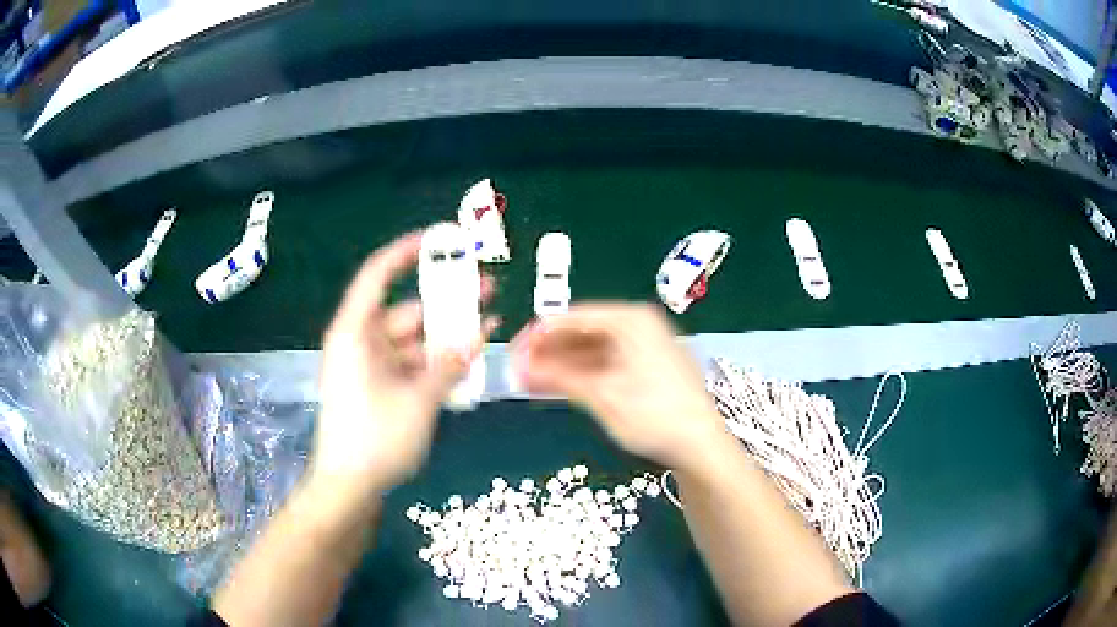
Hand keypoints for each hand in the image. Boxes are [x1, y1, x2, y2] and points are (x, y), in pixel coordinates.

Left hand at [312, 231, 496, 498]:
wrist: (348, 487)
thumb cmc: (375, 438)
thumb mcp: (419, 400)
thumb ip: (449, 365)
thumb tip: (475, 338)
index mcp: (356, 333)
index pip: (378, 275)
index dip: (407, 251)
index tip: (441, 239)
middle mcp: (361, 342)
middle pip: (407, 310)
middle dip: (447, 302)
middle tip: (487, 290)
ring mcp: (370, 367)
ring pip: (414, 340)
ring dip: (447, 337)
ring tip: (488, 330)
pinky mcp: (378, 388)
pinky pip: (411, 364)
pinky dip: (436, 362)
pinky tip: (467, 362)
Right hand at [511, 303, 727, 471]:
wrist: (701, 446)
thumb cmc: (653, 414)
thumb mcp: (601, 395)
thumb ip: (558, 376)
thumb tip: (520, 367)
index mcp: (630, 320)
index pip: (572, 317)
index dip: (538, 335)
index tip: (512, 354)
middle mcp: (638, 326)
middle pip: (582, 333)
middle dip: (549, 352)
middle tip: (518, 371)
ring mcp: (645, 348)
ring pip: (593, 351)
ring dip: (562, 365)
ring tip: (530, 382)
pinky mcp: (648, 369)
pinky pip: (607, 364)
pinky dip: (583, 375)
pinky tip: (559, 387)